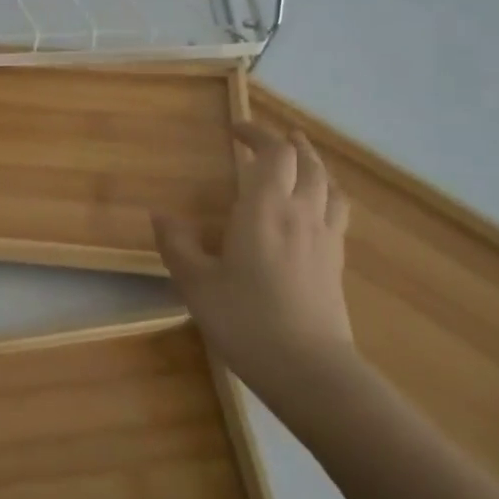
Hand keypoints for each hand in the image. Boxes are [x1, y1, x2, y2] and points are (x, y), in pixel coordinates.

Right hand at [152, 122, 359, 404]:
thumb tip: (160, 215)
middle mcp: (300, 213)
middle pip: (306, 162)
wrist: (310, 370)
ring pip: (329, 184)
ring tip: (301, 157)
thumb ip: (178, 245)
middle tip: (267, 138)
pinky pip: (338, 210)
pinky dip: (327, 192)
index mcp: (264, 209)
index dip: (257, 134)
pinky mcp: (336, 261)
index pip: (272, 154)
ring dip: (314, 163)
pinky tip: (317, 205)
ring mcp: (324, 237)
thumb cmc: (246, 320)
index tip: (235, 128)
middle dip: (287, 143)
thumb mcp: (197, 284)